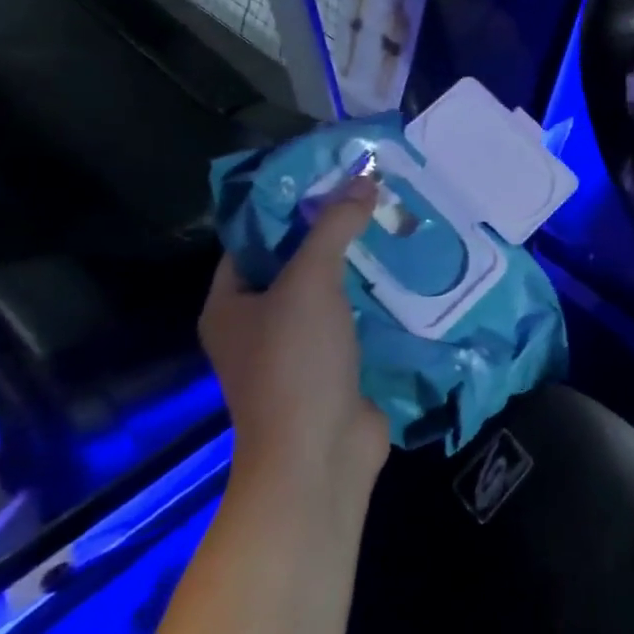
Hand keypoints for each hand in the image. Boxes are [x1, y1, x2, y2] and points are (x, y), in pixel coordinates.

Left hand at [200, 179, 388, 503]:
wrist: (319, 457)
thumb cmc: (295, 362)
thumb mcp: (310, 281)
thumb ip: (334, 227)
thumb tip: (363, 181)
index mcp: (230, 303)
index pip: (253, 238)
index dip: (287, 205)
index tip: (327, 176)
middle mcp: (256, 324)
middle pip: (293, 262)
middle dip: (330, 231)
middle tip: (369, 195)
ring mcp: (295, 349)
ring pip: (326, 291)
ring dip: (356, 264)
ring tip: (392, 223)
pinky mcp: (331, 367)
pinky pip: (351, 319)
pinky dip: (372, 297)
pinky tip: (403, 270)